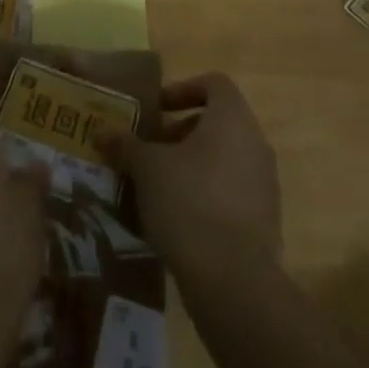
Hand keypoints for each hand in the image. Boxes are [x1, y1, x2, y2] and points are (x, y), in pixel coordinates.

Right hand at [107, 72, 280, 283]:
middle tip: (154, 151)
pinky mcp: (267, 221)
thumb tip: (101, 131)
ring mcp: (266, 184)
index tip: (158, 111)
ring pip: (227, 158)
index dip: (184, 90)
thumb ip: (125, 145)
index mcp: (232, 118)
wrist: (234, 283)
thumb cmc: (189, 203)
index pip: (214, 84)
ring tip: (162, 187)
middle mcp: (255, 143)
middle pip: (219, 122)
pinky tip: (182, 220)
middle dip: (183, 132)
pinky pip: (235, 193)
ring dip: (195, 165)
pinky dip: (210, 195)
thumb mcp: (147, 169)